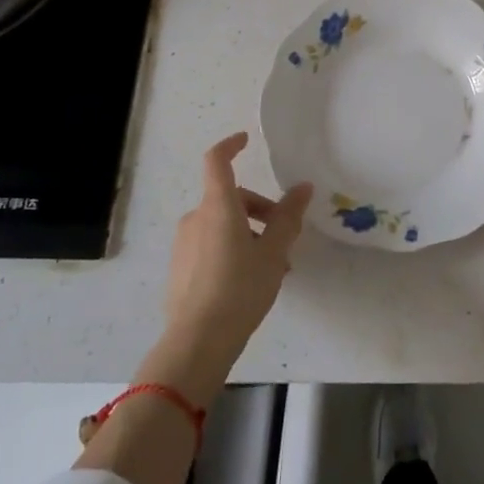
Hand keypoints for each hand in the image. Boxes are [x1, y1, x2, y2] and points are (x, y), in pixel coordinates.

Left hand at [162, 133, 312, 384]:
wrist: (197, 342)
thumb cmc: (240, 289)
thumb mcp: (274, 252)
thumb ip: (288, 217)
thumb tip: (303, 187)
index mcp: (218, 206)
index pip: (217, 161)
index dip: (231, 145)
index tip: (246, 141)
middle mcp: (196, 218)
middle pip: (230, 198)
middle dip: (260, 210)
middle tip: (285, 238)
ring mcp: (184, 244)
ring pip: (222, 225)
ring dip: (249, 235)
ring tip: (274, 267)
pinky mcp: (180, 269)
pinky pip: (210, 246)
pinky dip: (232, 251)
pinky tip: (250, 282)